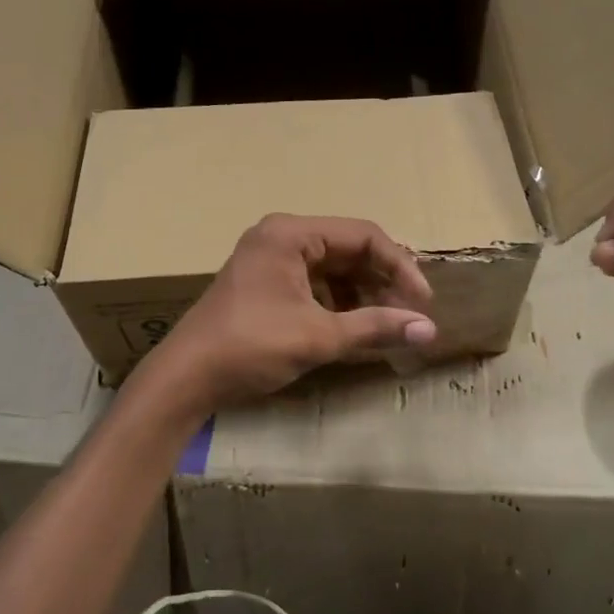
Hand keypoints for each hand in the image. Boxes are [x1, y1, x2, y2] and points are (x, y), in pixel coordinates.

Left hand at [144, 214, 437, 411]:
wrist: (185, 379)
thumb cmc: (250, 347)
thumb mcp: (318, 337)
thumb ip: (375, 327)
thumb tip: (429, 329)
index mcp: (290, 234)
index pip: (363, 236)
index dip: (400, 266)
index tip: (423, 302)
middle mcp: (280, 237)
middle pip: (348, 249)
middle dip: (382, 281)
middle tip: (410, 315)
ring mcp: (270, 259)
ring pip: (333, 268)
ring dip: (362, 294)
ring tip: (386, 325)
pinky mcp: (264, 284)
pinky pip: (314, 283)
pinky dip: (338, 303)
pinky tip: (353, 328)